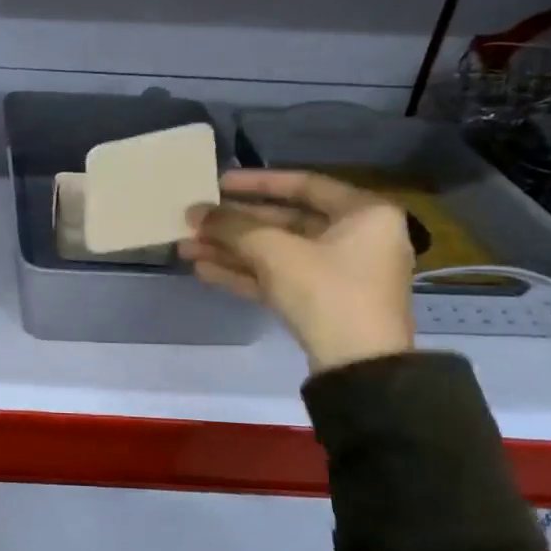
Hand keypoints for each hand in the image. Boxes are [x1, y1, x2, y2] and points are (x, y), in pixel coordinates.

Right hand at [181, 169, 415, 373]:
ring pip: (277, 252)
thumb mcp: (276, 252)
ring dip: (231, 250)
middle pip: (285, 222)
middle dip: (234, 225)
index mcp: (363, 213)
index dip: (256, 183)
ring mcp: (339, 273)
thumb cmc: (327, 292)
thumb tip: (196, 212)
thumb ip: (234, 227)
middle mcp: (357, 237)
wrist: (358, 368)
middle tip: (194, 221)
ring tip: (187, 247)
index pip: (303, 184)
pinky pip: (280, 278)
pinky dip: (245, 273)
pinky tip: (204, 270)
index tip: (218, 183)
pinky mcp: (323, 303)